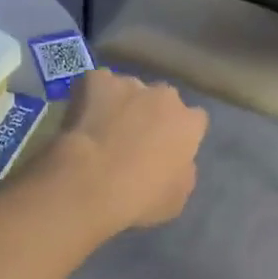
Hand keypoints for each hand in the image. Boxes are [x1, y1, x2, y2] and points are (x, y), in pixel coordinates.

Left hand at [51, 70, 207, 231]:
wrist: (91, 181)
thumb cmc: (141, 197)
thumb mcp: (177, 198)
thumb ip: (183, 172)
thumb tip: (178, 162)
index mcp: (189, 123)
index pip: (195, 121)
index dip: (180, 135)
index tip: (167, 151)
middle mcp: (165, 95)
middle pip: (163, 100)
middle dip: (153, 114)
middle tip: (135, 140)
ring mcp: (129, 84)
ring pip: (130, 90)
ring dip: (123, 104)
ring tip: (105, 129)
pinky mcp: (96, 80)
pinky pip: (98, 84)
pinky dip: (92, 96)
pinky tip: (83, 117)